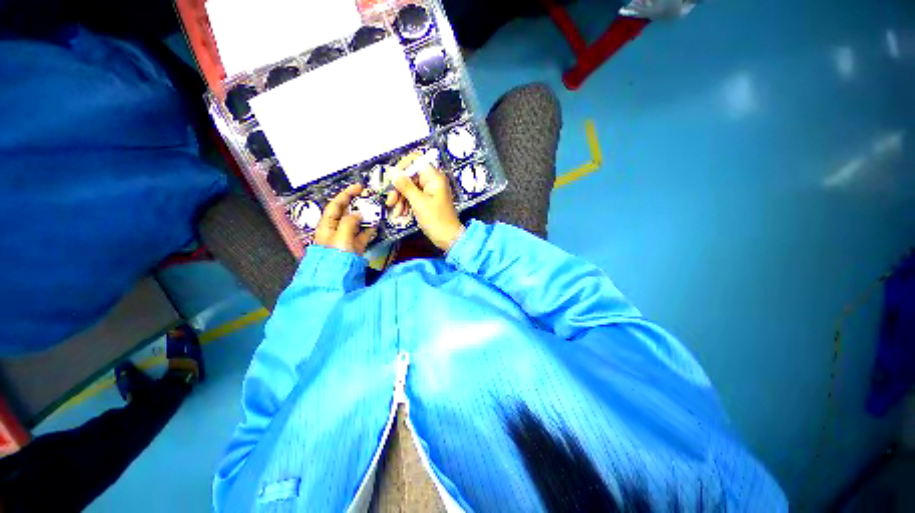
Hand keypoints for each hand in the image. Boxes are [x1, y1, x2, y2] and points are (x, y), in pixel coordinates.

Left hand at [315, 184, 376, 254]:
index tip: (358, 187)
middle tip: (369, 198)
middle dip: (357, 204)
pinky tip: (376, 225)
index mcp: (327, 225)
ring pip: (356, 223)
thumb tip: (358, 214)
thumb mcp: (341, 236)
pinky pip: (362, 234)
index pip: (336, 205)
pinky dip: (369, 229)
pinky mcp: (355, 246)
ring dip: (366, 216)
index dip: (346, 194)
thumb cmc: (336, 255)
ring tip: (375, 210)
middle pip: (347, 213)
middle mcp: (336, 230)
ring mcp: (346, 238)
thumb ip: (349, 222)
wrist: (338, 276)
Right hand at [389, 157, 463, 250]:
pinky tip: (402, 214)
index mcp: (434, 177)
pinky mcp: (428, 201)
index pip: (416, 160)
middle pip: (410, 176)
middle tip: (391, 201)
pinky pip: (414, 197)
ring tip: (397, 212)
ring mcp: (430, 191)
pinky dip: (406, 204)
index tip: (392, 180)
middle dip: (398, 188)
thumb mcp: (418, 202)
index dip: (402, 167)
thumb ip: (405, 185)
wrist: (449, 239)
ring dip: (401, 198)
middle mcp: (433, 181)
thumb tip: (392, 170)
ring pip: (410, 187)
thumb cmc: (437, 220)